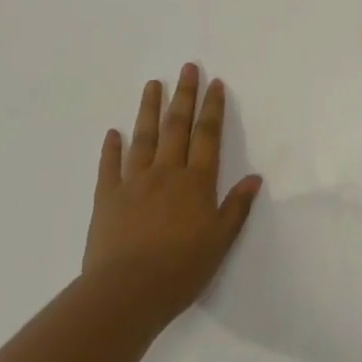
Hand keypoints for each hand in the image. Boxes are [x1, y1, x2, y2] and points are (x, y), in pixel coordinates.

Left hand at [82, 64, 261, 329]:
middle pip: (177, 126)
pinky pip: (109, 166)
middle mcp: (166, 173)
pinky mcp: (107, 198)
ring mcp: (133, 182)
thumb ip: (236, 208)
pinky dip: (111, 148)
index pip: (207, 135)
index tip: (215, 82)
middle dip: (184, 95)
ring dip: (149, 108)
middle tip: (187, 67)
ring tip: (152, 83)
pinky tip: (112, 133)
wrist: (126, 293)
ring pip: (143, 137)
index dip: (212, 108)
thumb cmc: (180, 270)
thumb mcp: (220, 242)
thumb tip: (255, 177)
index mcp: (196, 182)